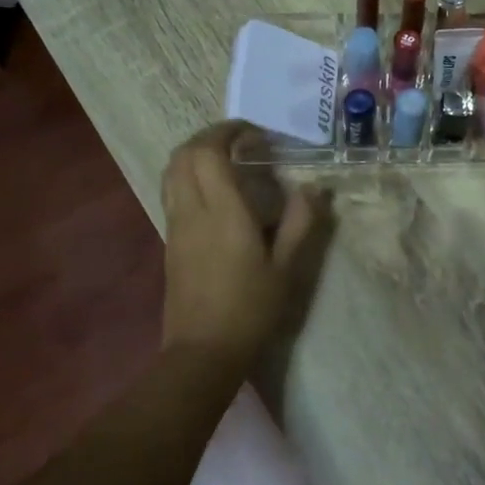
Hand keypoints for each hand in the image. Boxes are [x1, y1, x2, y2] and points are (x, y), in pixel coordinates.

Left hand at [160, 123, 328, 372]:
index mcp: (222, 212)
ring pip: (172, 171)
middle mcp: (192, 210)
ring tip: (226, 160)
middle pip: (184, 154)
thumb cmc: (250, 309)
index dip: (228, 131)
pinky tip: (215, 192)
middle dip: (210, 136)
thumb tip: (314, 188)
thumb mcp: (287, 268)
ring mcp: (175, 225)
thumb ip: (301, 222)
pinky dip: (189, 175)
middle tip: (241, 140)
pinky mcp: (169, 241)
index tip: (254, 133)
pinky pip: (172, 191)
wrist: (202, 352)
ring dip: (195, 154)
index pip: (209, 152)